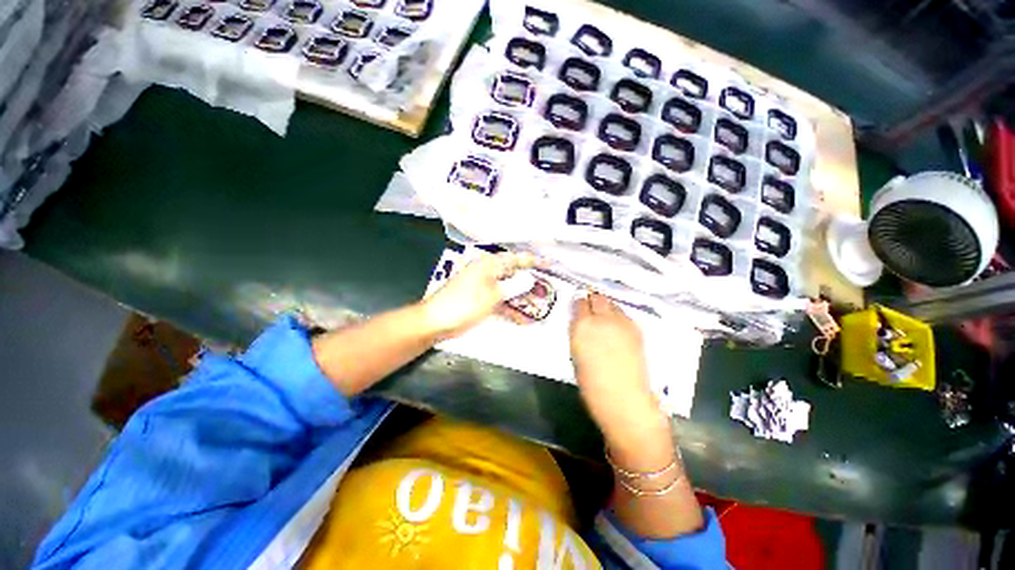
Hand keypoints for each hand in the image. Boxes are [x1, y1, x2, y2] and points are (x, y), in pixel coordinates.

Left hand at [421, 252, 539, 337]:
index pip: (515, 259)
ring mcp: (483, 287)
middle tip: (545, 290)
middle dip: (529, 283)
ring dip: (521, 299)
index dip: (533, 261)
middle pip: (513, 274)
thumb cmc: (464, 304)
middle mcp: (486, 272)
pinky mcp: (479, 300)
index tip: (548, 264)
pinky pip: (499, 301)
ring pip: (507, 289)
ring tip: (537, 307)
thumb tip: (529, 279)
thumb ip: (513, 287)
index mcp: (488, 265)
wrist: (435, 321)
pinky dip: (509, 309)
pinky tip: (521, 320)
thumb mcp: (492, 295)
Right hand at [569, 293, 666, 446]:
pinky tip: (618, 331)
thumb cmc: (591, 383)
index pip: (579, 303)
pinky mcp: (636, 329)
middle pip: (598, 298)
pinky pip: (625, 315)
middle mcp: (602, 318)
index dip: (579, 305)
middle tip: (592, 310)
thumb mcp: (576, 354)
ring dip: (607, 308)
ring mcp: (622, 323)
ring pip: (613, 304)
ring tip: (606, 320)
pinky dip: (619, 318)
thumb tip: (582, 324)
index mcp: (582, 326)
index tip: (579, 308)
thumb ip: (579, 334)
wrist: (624, 398)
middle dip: (594, 301)